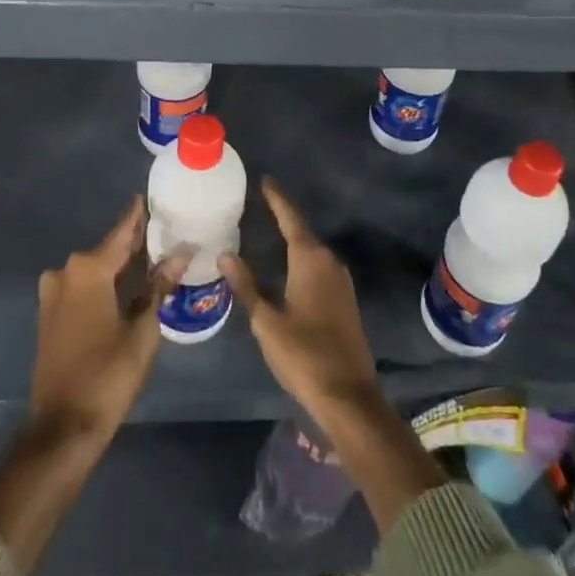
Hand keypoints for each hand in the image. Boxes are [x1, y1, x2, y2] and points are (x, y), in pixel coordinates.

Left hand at [29, 195, 186, 441]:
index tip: (149, 196)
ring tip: (150, 261)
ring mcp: (53, 295)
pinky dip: (103, 284)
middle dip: (133, 244)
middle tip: (162, 234)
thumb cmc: (108, 374)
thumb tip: (180, 254)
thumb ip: (158, 287)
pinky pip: (81, 288)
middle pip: (106, 250)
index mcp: (88, 270)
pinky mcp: (49, 316)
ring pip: (93, 270)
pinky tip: (125, 288)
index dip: (137, 216)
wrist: (62, 428)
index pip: (121, 233)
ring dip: (118, 266)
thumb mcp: (143, 330)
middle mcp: (66, 273)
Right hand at [220, 180, 379, 423]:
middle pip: (302, 231)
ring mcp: (341, 281)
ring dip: (292, 238)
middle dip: (282, 216)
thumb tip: (226, 254)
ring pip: (312, 250)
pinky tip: (287, 265)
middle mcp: (328, 261)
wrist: (349, 396)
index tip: (265, 179)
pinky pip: (319, 267)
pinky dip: (301, 258)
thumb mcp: (267, 321)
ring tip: (268, 229)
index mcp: (309, 259)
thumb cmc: (303, 355)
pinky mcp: (345, 299)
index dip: (277, 198)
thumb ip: (246, 285)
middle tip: (259, 204)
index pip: (290, 217)